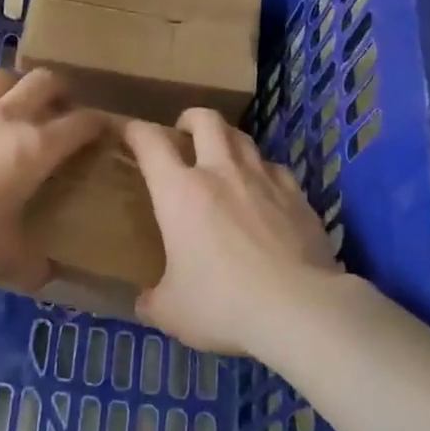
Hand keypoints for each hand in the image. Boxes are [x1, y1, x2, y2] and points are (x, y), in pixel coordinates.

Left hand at [0, 68, 104, 290]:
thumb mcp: (3, 261)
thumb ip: (31, 265)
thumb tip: (44, 274)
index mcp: (35, 148)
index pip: (81, 122)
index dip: (98, 123)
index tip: (104, 130)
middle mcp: (5, 117)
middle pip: (43, 79)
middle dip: (60, 90)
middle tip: (60, 110)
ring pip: (1, 78)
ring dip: (16, 88)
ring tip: (13, 110)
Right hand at [125, 108, 340, 355]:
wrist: (300, 309)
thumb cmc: (222, 304)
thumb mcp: (171, 312)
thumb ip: (152, 301)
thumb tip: (144, 302)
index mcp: (179, 192)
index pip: (150, 142)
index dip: (135, 130)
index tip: (129, 133)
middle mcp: (221, 173)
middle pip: (206, 121)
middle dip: (190, 119)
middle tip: (183, 134)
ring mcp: (264, 181)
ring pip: (244, 138)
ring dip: (228, 140)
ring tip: (223, 158)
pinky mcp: (298, 198)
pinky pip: (276, 169)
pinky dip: (263, 171)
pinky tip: (264, 190)